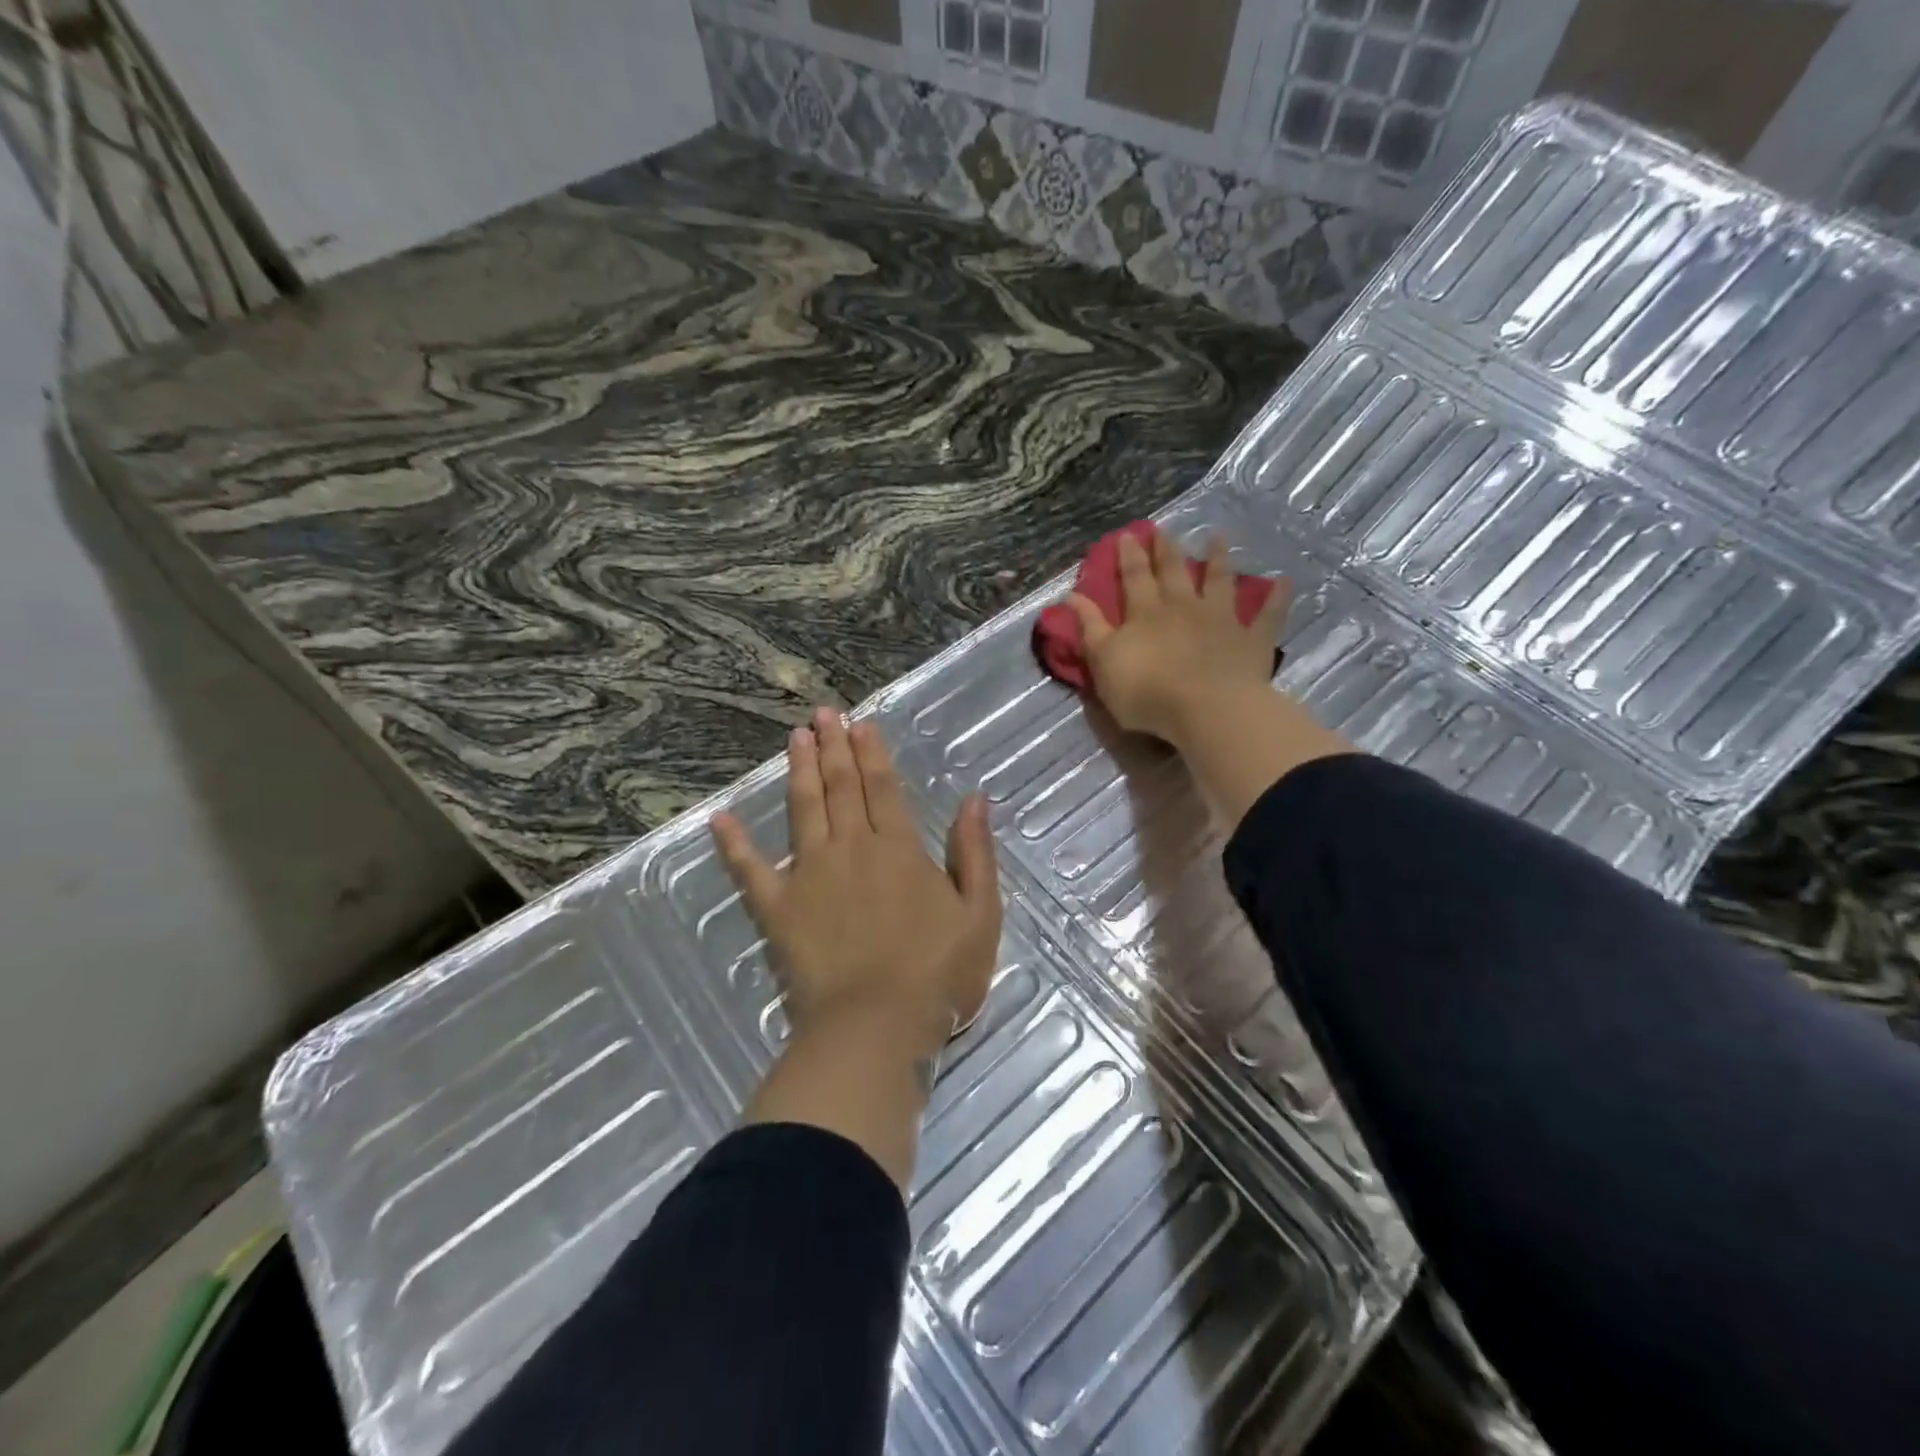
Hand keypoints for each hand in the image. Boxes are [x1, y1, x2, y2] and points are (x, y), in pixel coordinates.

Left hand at [710, 708, 1001, 1061]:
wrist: (875, 1028)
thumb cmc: (936, 975)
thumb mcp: (979, 914)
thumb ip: (974, 853)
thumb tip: (975, 799)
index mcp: (898, 848)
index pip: (882, 787)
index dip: (871, 752)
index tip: (858, 723)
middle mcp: (851, 848)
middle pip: (840, 786)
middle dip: (833, 747)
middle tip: (823, 713)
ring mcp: (809, 874)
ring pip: (803, 809)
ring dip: (799, 771)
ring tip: (794, 738)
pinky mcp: (778, 908)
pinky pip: (751, 869)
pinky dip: (734, 843)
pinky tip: (720, 818)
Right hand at [1069, 530, 1290, 746]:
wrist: (1205, 709)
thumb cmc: (1146, 691)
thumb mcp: (1103, 662)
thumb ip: (1090, 628)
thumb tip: (1073, 596)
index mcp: (1146, 613)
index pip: (1134, 578)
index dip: (1128, 556)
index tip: (1127, 535)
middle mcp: (1183, 607)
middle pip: (1174, 572)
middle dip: (1167, 549)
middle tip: (1164, 528)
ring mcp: (1221, 621)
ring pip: (1220, 582)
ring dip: (1219, 559)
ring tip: (1218, 538)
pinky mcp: (1252, 641)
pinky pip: (1267, 616)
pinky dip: (1276, 598)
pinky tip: (1284, 582)